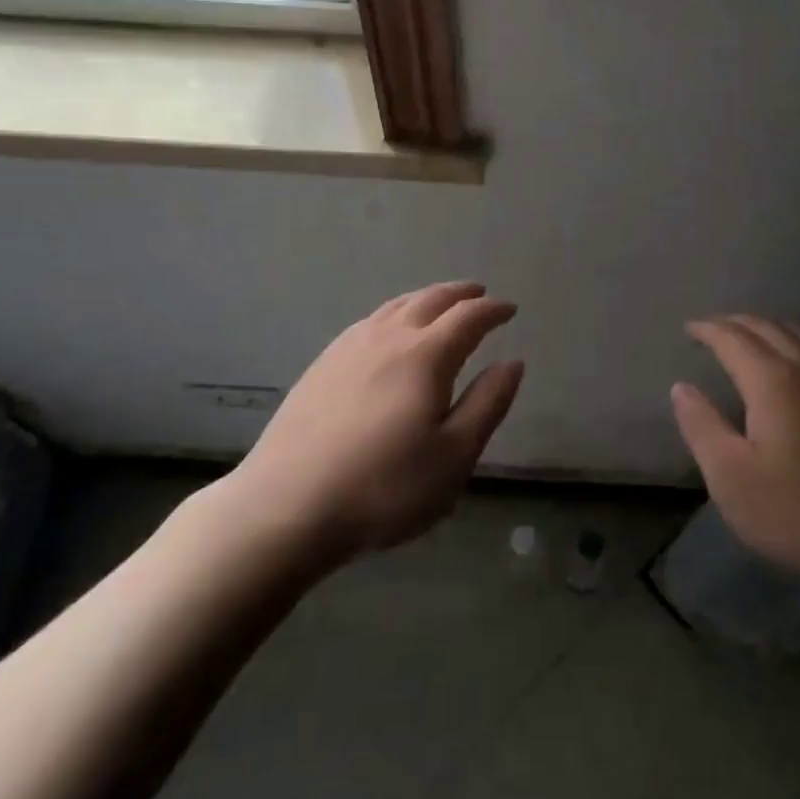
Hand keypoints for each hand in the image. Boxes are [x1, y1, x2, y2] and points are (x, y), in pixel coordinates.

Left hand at [216, 282, 523, 561]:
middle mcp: (389, 337)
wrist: (286, 505)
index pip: (468, 317)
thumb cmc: (384, 487)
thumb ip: (487, 403)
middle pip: (431, 300)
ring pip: (396, 305)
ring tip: (439, 303)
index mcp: (426, 355)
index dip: (493, 310)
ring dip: (426, 298)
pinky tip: (388, 330)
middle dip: (460, 293)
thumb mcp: (454, 456)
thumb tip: (512, 362)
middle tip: (479, 293)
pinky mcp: (322, 364)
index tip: (510, 309)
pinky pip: (369, 320)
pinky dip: (394, 313)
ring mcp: (350, 347)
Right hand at [672, 315, 799, 604]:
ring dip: (769, 329)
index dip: (708, 329)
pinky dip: (797, 345)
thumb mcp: (733, 479)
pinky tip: (797, 368)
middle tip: (713, 329)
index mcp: (774, 380)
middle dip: (736, 323)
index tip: (689, 328)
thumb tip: (681, 387)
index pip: (733, 338)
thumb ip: (702, 427)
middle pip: (768, 327)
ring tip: (750, 339)